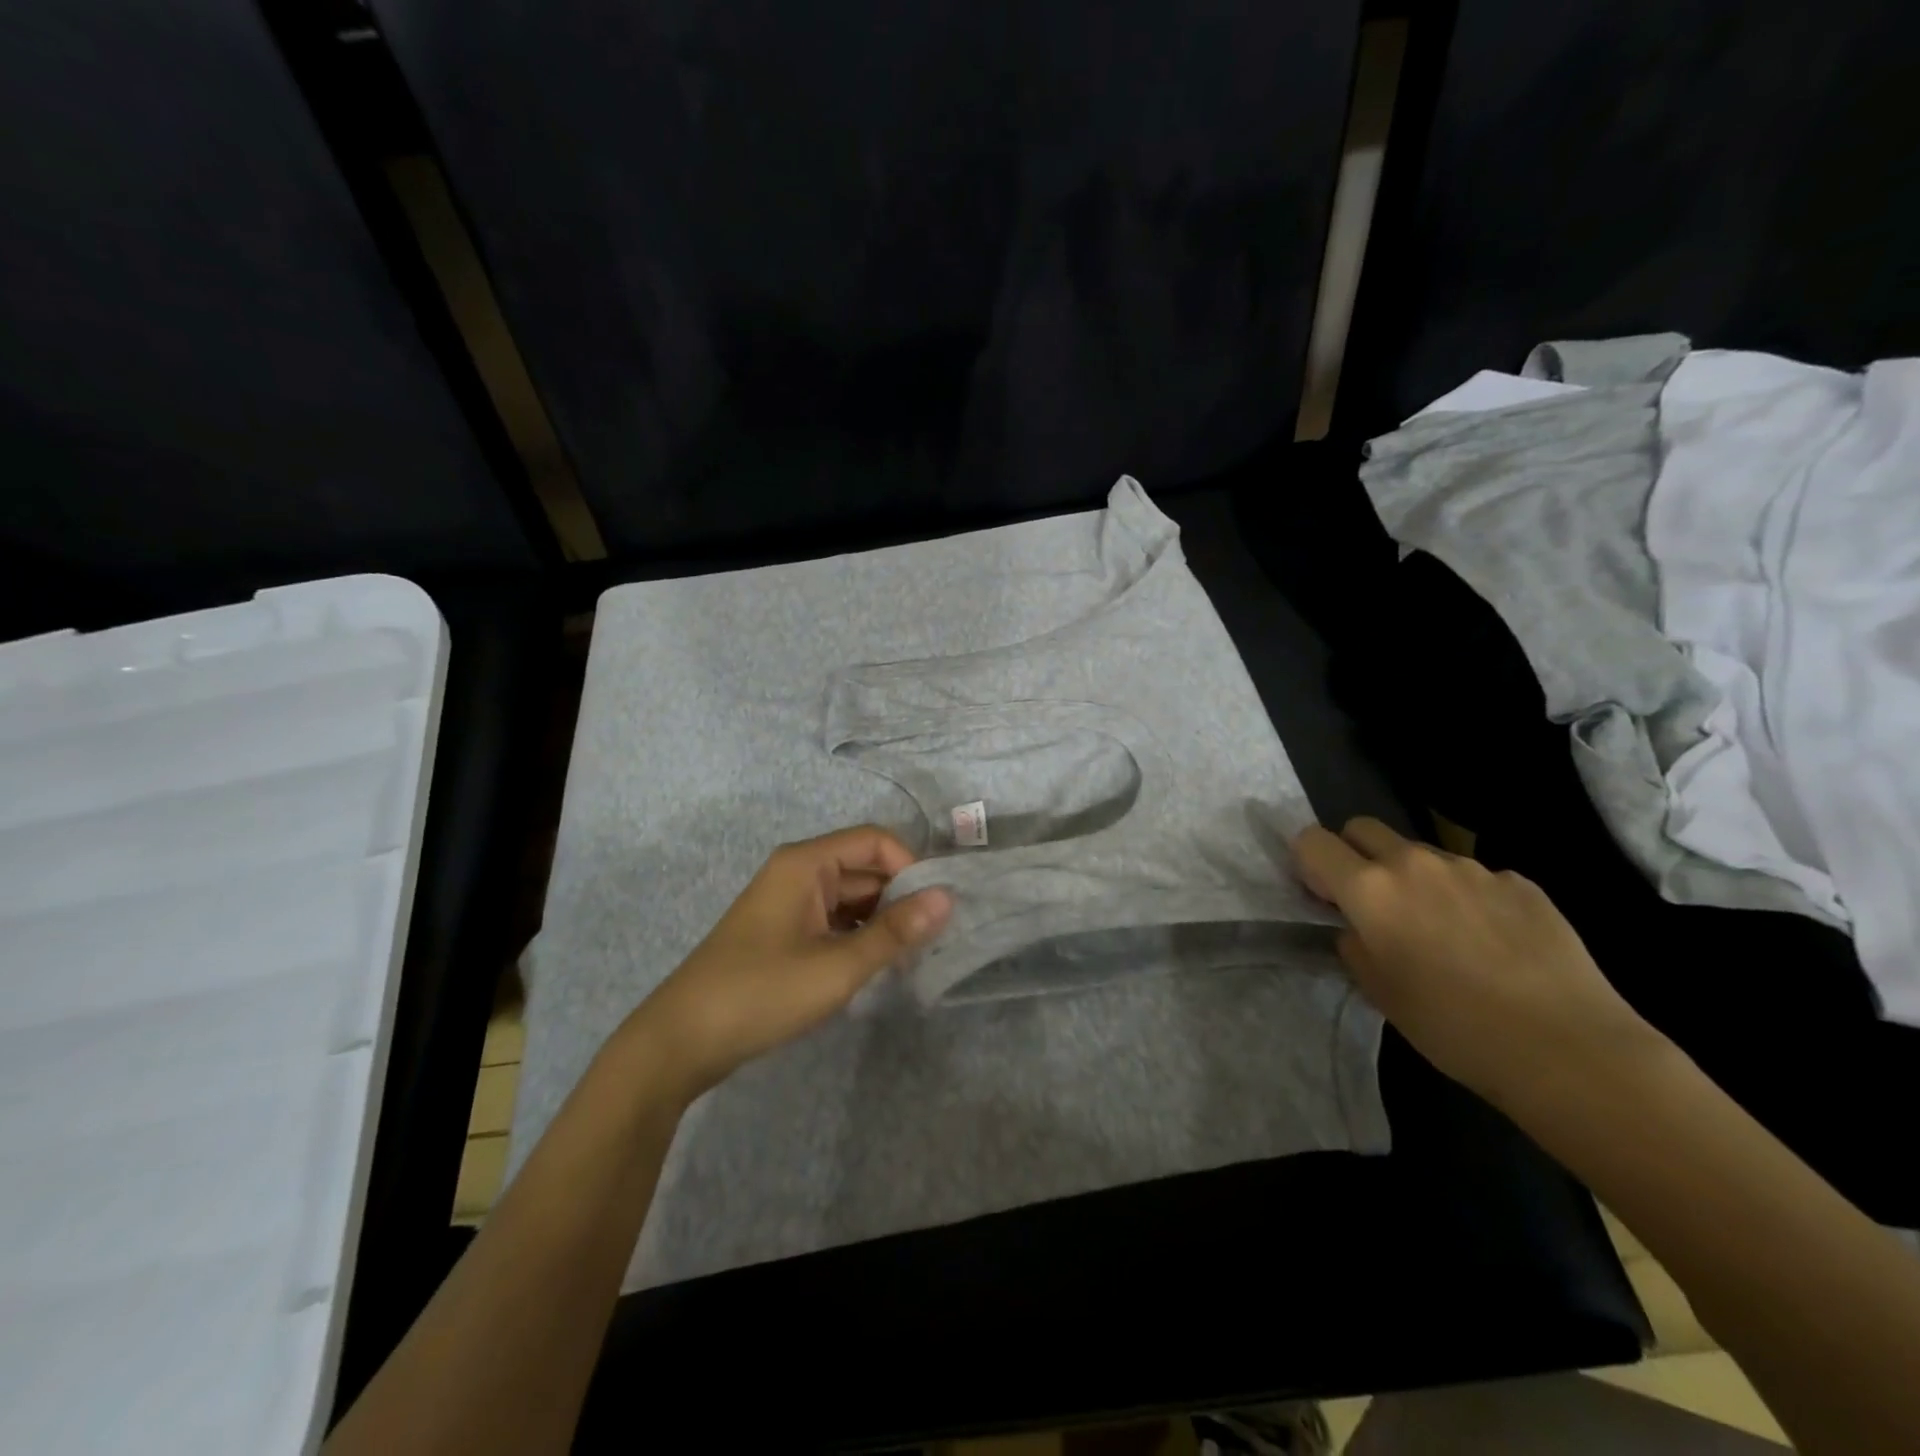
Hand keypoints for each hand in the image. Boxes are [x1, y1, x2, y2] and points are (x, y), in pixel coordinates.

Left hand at [625, 826, 952, 1102]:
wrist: (681, 1041)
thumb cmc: (761, 993)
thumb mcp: (837, 966)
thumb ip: (895, 931)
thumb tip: (947, 898)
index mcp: (806, 864)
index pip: (875, 841)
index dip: (911, 866)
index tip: (938, 906)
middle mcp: (798, 873)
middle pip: (864, 868)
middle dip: (901, 897)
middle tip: (937, 936)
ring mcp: (789, 903)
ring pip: (851, 897)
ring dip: (882, 919)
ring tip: (914, 954)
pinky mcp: (784, 932)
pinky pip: (833, 920)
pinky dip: (859, 935)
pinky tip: (877, 965)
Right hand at [1292, 817, 1660, 1109]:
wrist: (1570, 1049)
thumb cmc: (1454, 1027)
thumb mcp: (1379, 992)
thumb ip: (1355, 945)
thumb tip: (1360, 928)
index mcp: (1370, 889)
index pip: (1312, 841)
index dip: (1309, 864)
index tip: (1325, 898)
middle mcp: (1415, 863)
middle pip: (1363, 828)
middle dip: (1355, 854)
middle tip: (1373, 903)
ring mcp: (1472, 868)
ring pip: (1421, 854)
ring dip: (1414, 879)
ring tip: (1443, 933)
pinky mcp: (1521, 882)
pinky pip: (1474, 878)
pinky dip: (1467, 899)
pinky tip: (1493, 945)